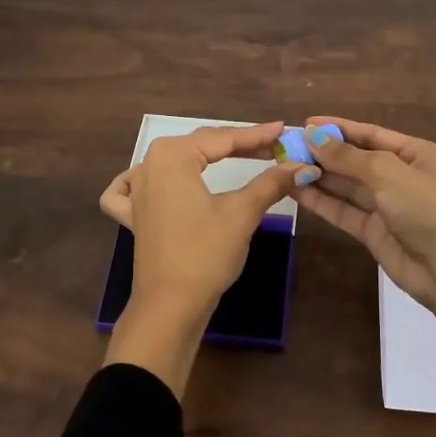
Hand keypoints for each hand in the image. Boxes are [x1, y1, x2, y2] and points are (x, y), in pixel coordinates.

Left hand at [96, 122, 312, 394]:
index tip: (284, 130)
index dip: (257, 135)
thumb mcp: (242, 213)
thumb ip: (271, 183)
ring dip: (205, 158)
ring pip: (175, 161)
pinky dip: (146, 180)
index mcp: (172, 156)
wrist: (170, 306)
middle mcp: (149, 164)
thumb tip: (302, 166)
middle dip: (238, 145)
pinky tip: (158, 181)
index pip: (223, 138)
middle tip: (273, 147)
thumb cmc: (205, 253)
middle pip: (201, 146)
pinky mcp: (133, 215)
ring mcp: (136, 190)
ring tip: (238, 157)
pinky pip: (134, 187)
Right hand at [288, 116, 435, 312]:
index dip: (340, 128)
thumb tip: (312, 136)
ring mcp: (388, 206)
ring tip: (285, 166)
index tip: (307, 123)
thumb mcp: (388, 172)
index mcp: (418, 154)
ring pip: (348, 187)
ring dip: (320, 176)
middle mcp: (403, 177)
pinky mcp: (375, 232)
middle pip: (358, 160)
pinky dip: (322, 201)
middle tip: (289, 147)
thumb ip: (348, 156)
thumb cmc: (426, 208)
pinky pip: (344, 211)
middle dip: (325, 154)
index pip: (372, 134)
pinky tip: (297, 191)